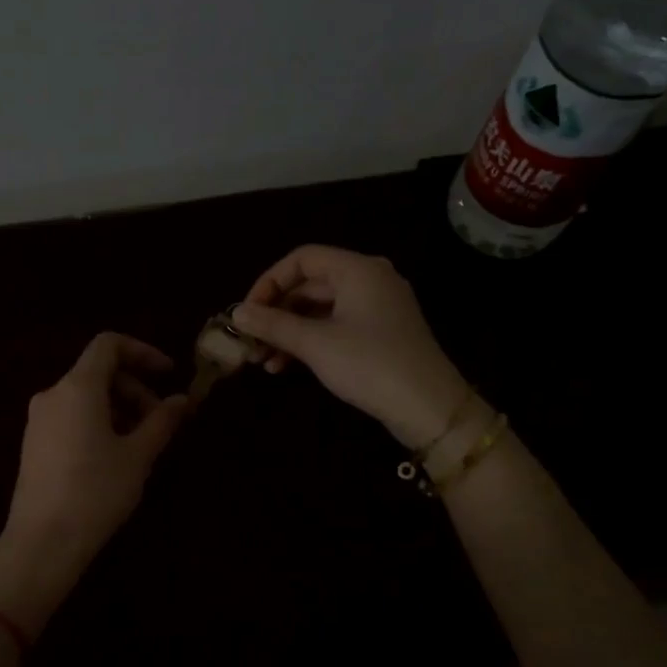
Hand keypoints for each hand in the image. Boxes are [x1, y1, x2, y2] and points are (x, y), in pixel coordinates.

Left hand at [0, 334, 189, 626]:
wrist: (42, 542)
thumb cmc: (96, 492)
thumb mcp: (138, 456)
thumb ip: (162, 421)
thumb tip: (183, 400)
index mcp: (78, 387)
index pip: (109, 344)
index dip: (143, 351)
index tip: (169, 374)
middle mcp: (53, 394)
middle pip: (99, 371)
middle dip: (135, 388)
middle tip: (161, 421)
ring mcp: (39, 419)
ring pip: (86, 395)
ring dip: (119, 407)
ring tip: (142, 443)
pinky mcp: (34, 442)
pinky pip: (71, 415)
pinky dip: (98, 421)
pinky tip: (115, 455)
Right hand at [231, 245, 477, 446]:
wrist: (429, 408)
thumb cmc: (370, 365)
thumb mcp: (315, 344)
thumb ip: (273, 324)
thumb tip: (237, 314)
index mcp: (358, 270)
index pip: (302, 259)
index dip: (269, 282)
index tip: (247, 312)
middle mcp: (369, 279)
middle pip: (309, 285)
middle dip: (276, 313)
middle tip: (250, 341)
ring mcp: (377, 307)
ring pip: (319, 309)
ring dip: (288, 332)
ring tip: (263, 361)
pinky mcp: (380, 333)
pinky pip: (335, 326)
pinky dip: (310, 341)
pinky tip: (286, 367)